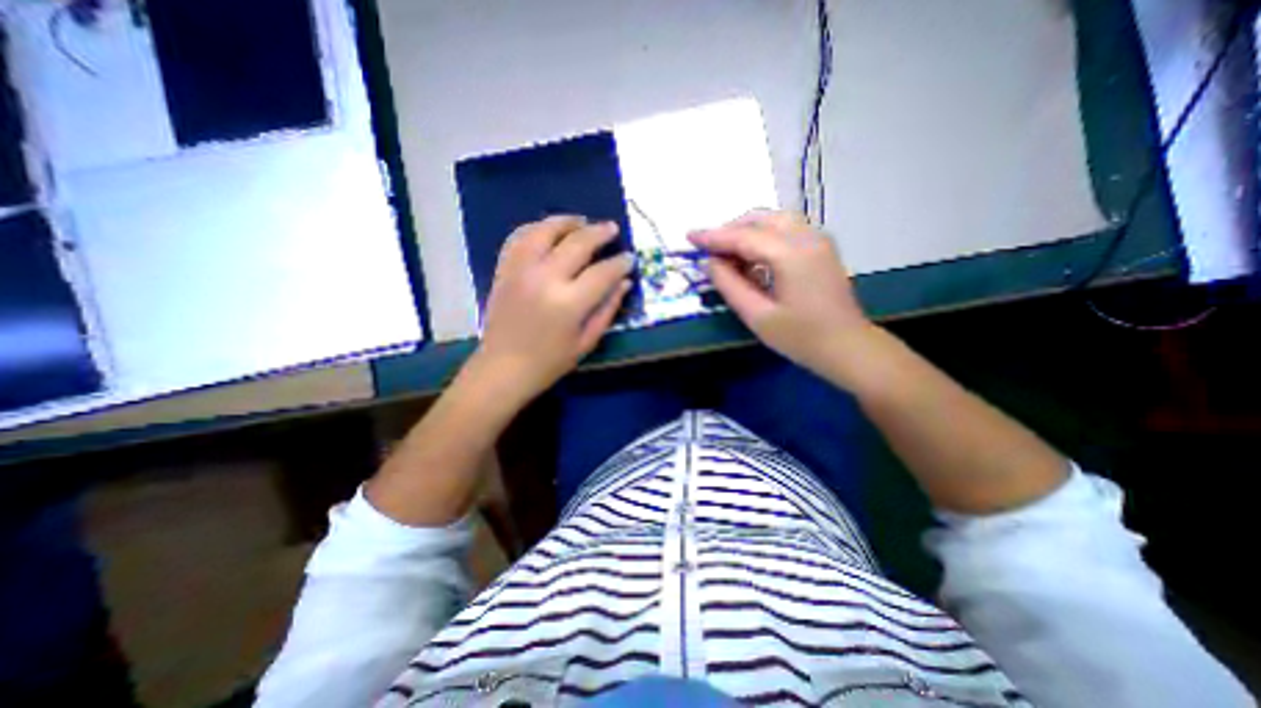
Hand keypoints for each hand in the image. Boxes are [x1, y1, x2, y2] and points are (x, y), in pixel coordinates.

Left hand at [471, 212, 634, 404]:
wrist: (502, 369)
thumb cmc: (549, 362)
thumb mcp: (586, 342)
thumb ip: (607, 309)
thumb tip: (624, 282)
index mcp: (568, 303)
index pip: (602, 272)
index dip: (620, 263)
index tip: (629, 258)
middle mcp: (544, 278)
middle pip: (577, 243)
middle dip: (600, 232)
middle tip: (612, 229)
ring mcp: (520, 270)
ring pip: (545, 231)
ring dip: (567, 221)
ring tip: (582, 221)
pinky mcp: (504, 270)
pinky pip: (519, 237)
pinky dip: (536, 228)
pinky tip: (548, 230)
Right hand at [688, 211, 878, 380]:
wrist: (849, 347)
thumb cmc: (801, 338)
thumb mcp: (757, 316)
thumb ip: (730, 285)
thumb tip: (710, 263)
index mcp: (791, 254)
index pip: (743, 236)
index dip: (713, 236)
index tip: (689, 236)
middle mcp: (807, 237)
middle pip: (760, 218)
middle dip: (730, 229)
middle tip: (708, 249)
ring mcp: (818, 239)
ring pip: (774, 220)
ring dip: (746, 231)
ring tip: (727, 254)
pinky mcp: (820, 247)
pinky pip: (786, 230)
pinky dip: (763, 236)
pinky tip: (752, 258)